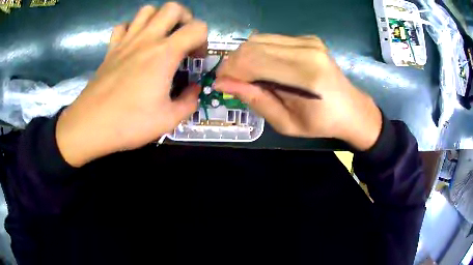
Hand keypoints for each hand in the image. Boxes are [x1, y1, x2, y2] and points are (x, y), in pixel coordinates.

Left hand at [56, 3, 206, 166]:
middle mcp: (147, 39)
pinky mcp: (111, 49)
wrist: (91, 125)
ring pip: (147, 10)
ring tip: (159, 38)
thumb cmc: (129, 122)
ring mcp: (126, 41)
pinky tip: (133, 44)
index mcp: (165, 53)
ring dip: (158, 19)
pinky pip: (123, 26)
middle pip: (172, 8)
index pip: (197, 28)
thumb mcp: (168, 120)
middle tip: (182, 38)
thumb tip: (194, 90)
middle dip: (185, 18)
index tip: (195, 59)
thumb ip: (189, 102)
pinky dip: (132, 29)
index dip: (203, 41)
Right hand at [215, 34, 381, 150]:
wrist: (351, 108)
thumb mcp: (285, 123)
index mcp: (304, 76)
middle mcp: (306, 50)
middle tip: (231, 81)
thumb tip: (223, 84)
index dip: (229, 71)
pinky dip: (259, 52)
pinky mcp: (308, 38)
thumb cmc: (321, 123)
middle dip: (233, 63)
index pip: (252, 60)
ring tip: (247, 75)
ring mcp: (308, 41)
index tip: (221, 84)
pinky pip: (271, 39)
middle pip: (252, 46)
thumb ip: (255, 99)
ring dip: (245, 57)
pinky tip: (265, 66)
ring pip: (258, 39)